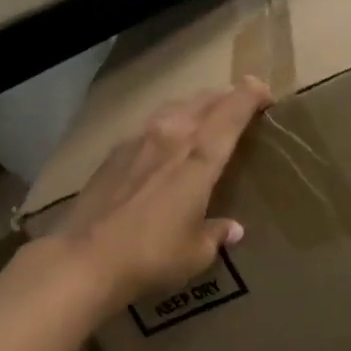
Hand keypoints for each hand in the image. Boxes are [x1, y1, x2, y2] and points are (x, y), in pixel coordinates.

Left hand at [50, 76, 270, 311]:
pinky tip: (165, 142)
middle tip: (241, 102)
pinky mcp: (115, 151)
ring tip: (205, 115)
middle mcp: (172, 136)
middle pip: (205, 101)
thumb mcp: (195, 252)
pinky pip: (151, 125)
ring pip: (176, 107)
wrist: (86, 258)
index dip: (251, 95)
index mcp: (200, 156)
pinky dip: (168, 124)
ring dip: (196, 105)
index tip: (265, 92)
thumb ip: (216, 233)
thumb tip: (232, 229)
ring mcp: (139, 139)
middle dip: (227, 96)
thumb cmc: (152, 255)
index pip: (232, 112)